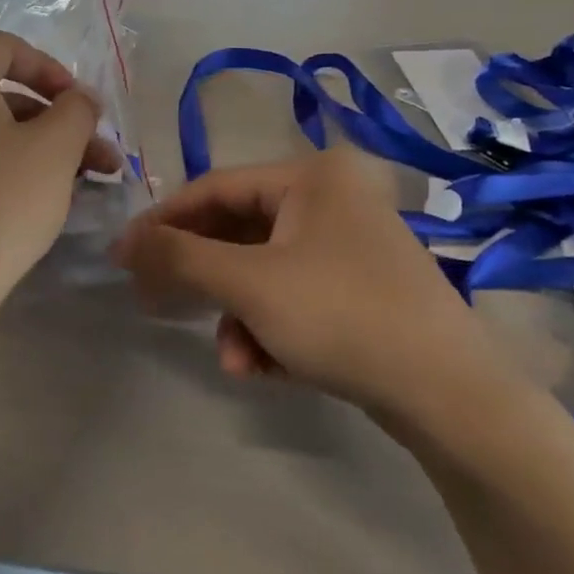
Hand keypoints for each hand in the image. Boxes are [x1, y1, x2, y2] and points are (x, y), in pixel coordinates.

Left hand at [0, 32, 122, 359]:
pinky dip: (2, 161)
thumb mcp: (55, 149)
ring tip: (80, 181)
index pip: (7, 48)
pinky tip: (35, 195)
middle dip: (55, 118)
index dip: (54, 71)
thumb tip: (79, 97)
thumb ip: (76, 109)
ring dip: (36, 144)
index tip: (84, 107)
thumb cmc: (0, 203)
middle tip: (96, 153)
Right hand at [112, 147, 520, 422]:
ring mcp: (349, 244)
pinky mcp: (359, 288)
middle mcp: (333, 198)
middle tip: (158, 304)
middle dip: (205, 281)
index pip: (215, 188)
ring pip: (263, 272)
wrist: (451, 396)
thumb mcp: (248, 284)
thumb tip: (122, 240)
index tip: (125, 256)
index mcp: (312, 176)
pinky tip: (264, 368)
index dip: (164, 221)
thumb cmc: (341, 316)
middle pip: (238, 232)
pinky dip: (270, 329)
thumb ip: (178, 255)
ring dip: (237, 316)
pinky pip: (292, 296)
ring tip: (235, 359)